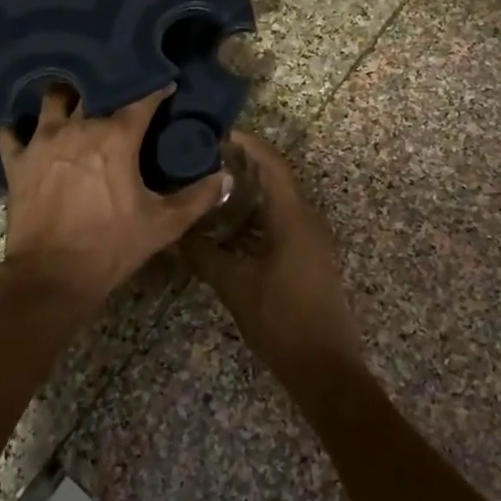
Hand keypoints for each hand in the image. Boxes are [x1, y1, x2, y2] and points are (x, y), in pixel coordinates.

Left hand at [0, 84, 229, 312]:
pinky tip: (22, 123)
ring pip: (52, 99)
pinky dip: (16, 125)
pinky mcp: (17, 160)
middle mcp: (78, 127)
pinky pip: (10, 131)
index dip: (156, 89)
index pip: (142, 99)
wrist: (52, 277)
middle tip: (119, 87)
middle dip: (109, 84)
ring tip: (73, 96)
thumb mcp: (163, 225)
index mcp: (116, 137)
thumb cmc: (111, 247)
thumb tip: (226, 177)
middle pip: (94, 90)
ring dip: (65, 95)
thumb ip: (198, 198)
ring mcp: (42, 141)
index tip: (167, 84)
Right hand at [191, 132, 363, 389]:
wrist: (325, 367)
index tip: (216, 133)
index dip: (246, 143)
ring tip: (211, 188)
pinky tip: (229, 228)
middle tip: (205, 158)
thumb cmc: (280, 320)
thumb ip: (203, 253)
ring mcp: (313, 238)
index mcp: (293, 216)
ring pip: (279, 201)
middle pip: (276, 177)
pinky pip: (283, 221)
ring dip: (249, 192)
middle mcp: (308, 218)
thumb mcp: (234, 284)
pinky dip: (257, 216)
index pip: (271, 163)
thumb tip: (175, 233)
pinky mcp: (311, 255)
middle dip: (243, 164)